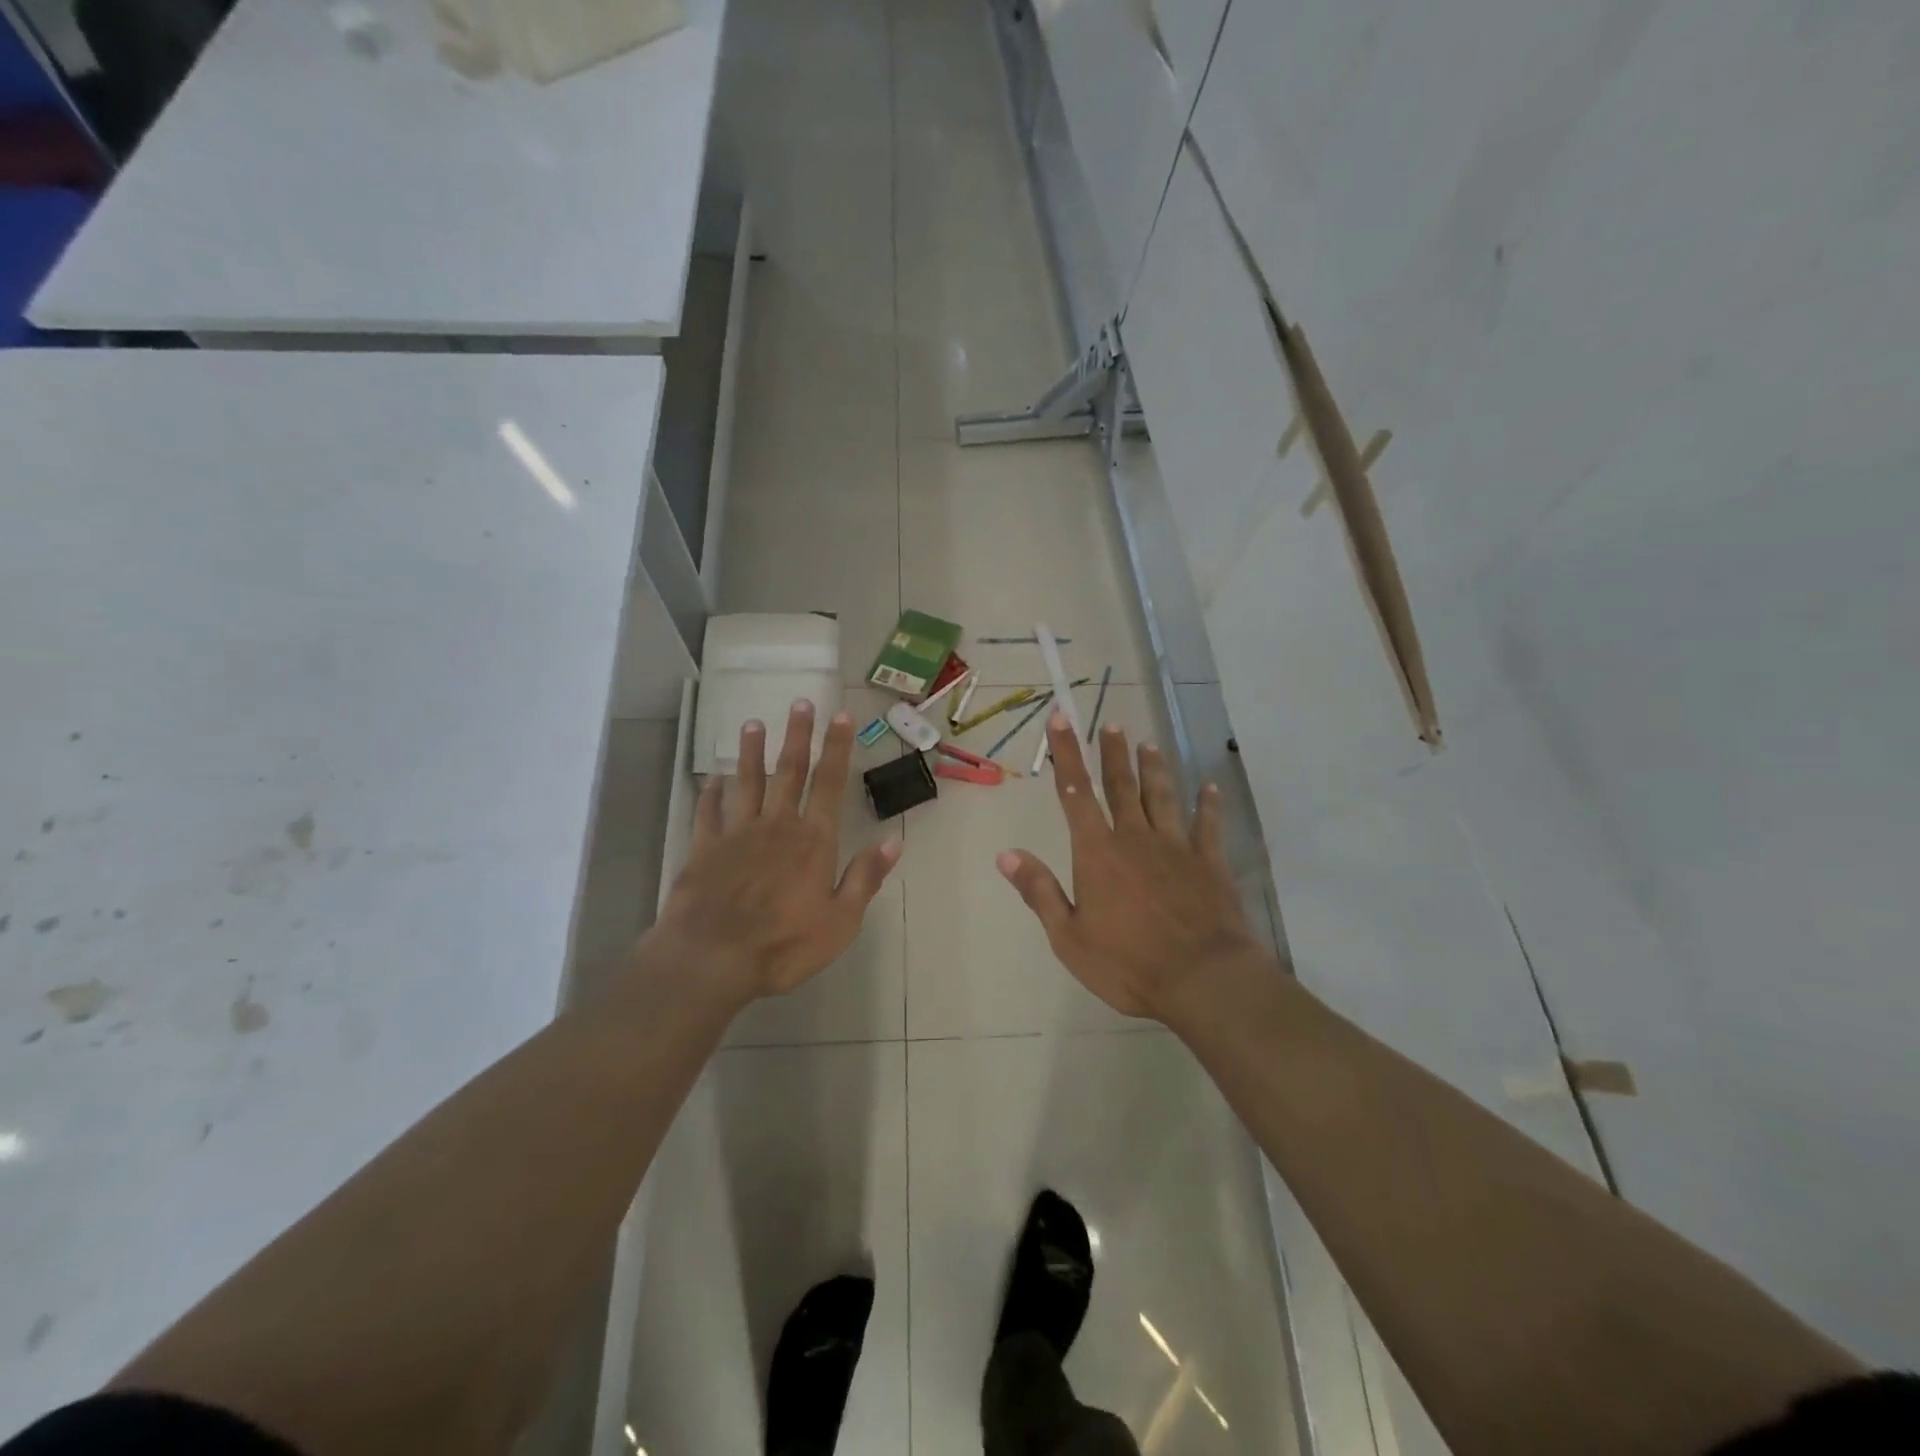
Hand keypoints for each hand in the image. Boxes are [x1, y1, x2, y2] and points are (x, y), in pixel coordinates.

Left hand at [642, 701, 901, 1006]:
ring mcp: (737, 833)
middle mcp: (777, 825)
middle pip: (789, 771)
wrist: (712, 958)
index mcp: (813, 840)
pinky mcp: (704, 848)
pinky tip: (711, 779)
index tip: (841, 716)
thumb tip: (893, 840)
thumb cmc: (784, 945)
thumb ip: (865, 877)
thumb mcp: (841, 921)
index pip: (830, 783)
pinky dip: (710, 793)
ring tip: (752, 724)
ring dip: (750, 752)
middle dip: (797, 735)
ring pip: (747, 782)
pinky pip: (708, 812)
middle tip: (800, 702)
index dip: (837, 748)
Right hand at [997, 713, 1271, 1021]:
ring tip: (1149, 744)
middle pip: (1122, 786)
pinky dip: (1208, 805)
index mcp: (1098, 852)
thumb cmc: (1127, 963)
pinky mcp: (1210, 863)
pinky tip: (1210, 788)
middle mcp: (1135, 838)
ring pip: (1163, 797)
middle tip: (1111, 724)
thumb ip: (1039, 891)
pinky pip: (1208, 826)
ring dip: (1155, 769)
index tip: (1062, 719)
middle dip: (1113, 754)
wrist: (1202, 979)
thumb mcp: (1068, 936)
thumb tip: (1005, 854)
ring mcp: (1176, 847)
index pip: (1076, 793)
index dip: (1067, 754)